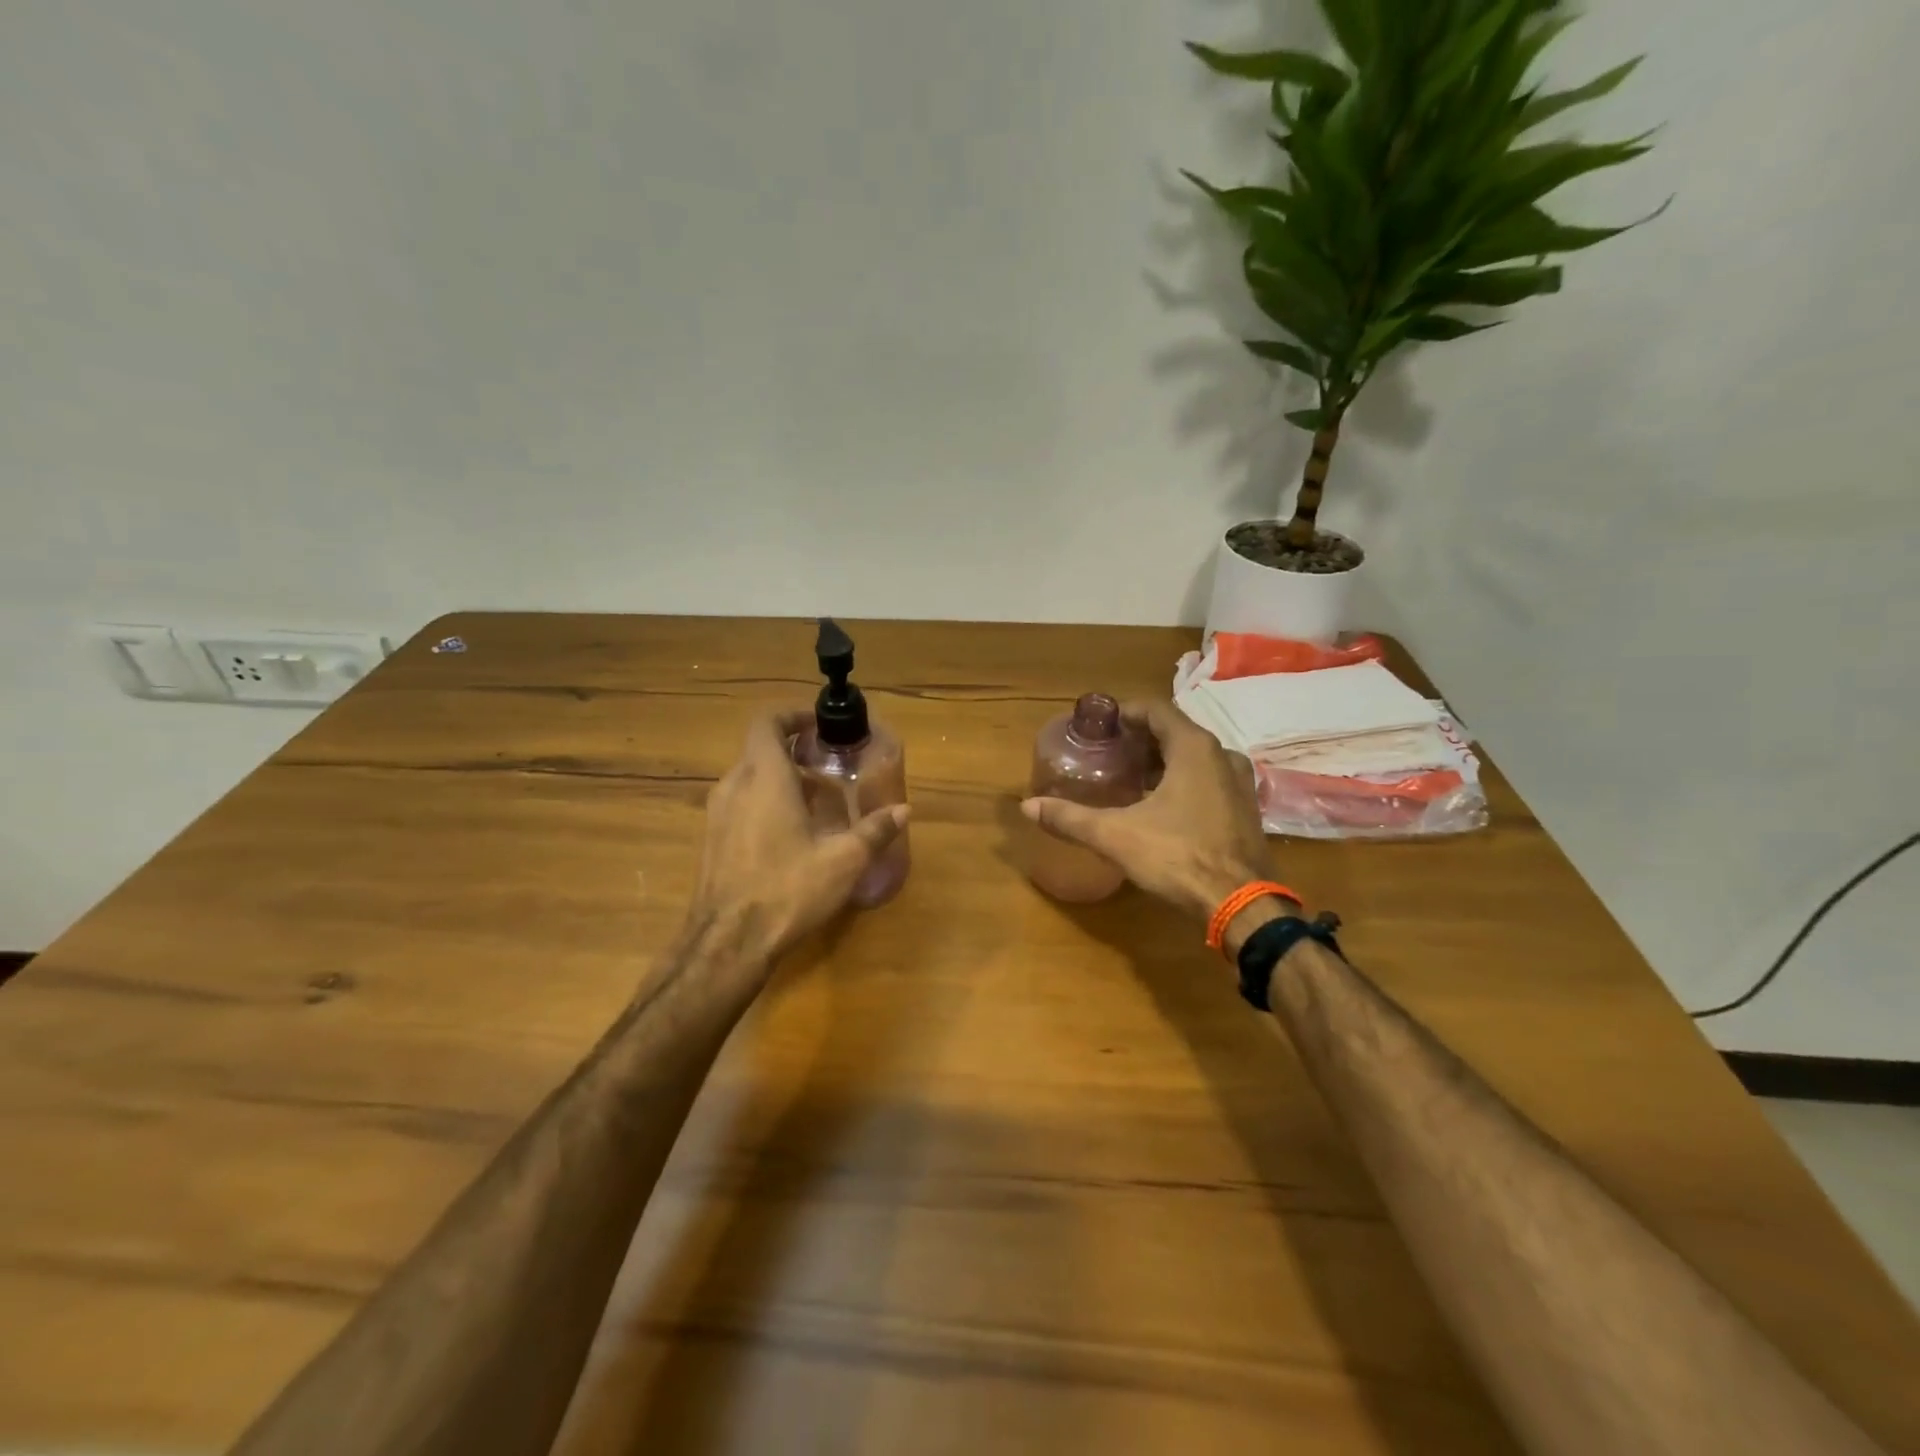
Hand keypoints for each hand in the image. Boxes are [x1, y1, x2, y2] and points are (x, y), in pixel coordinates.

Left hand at [689, 710, 908, 963]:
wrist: (727, 943)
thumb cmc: (787, 890)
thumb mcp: (843, 861)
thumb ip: (874, 831)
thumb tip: (904, 810)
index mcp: (764, 778)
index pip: (767, 722)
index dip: (792, 715)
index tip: (819, 725)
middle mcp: (734, 786)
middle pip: (760, 750)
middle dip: (794, 751)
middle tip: (828, 766)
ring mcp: (716, 814)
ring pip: (749, 778)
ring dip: (779, 779)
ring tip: (814, 801)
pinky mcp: (711, 840)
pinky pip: (739, 803)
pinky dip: (764, 802)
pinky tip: (790, 835)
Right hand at [1022, 699, 1274, 923]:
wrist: (1241, 905)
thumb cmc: (1179, 857)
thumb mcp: (1116, 836)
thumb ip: (1070, 818)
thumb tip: (1028, 807)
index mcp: (1194, 748)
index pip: (1156, 710)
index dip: (1125, 712)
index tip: (1099, 725)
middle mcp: (1221, 756)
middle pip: (1175, 732)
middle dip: (1140, 739)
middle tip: (1108, 752)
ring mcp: (1239, 783)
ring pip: (1194, 757)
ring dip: (1162, 761)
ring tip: (1129, 777)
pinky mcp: (1245, 809)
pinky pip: (1208, 779)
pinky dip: (1182, 781)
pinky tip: (1159, 805)